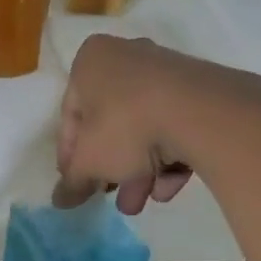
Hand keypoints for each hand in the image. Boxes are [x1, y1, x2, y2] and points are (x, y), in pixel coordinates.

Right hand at [55, 35, 260, 214]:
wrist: (199, 113)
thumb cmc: (125, 126)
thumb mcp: (89, 161)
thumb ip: (72, 182)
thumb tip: (60, 200)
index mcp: (90, 62)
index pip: (71, 114)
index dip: (71, 156)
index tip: (77, 185)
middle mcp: (127, 57)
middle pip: (110, 123)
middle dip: (111, 168)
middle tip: (111, 197)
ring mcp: (166, 72)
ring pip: (144, 128)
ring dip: (139, 171)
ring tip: (141, 203)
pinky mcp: (199, 91)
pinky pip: (174, 126)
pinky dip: (169, 158)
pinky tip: (168, 187)